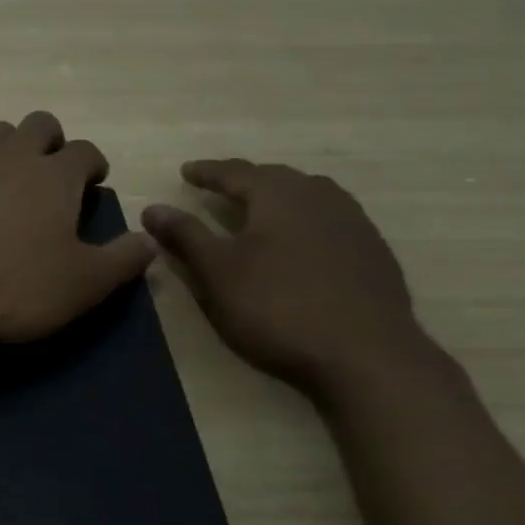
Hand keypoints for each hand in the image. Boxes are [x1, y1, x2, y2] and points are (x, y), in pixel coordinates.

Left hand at [0, 111, 156, 349]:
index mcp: (54, 176)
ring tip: (12, 183)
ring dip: (10, 149)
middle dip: (52, 141)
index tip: (94, 184)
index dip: (94, 164)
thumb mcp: (85, 284)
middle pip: (38, 124)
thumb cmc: (17, 289)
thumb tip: (149, 240)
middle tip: (54, 175)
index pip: (85, 150)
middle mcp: (12, 159)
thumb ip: (124, 259)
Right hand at [141, 159, 432, 395]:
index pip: (236, 172)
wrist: (365, 353)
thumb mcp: (217, 272)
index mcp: (279, 195)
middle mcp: (320, 196)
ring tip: (260, 207)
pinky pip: (330, 219)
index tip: (186, 171)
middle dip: (245, 180)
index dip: (208, 172)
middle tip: (221, 186)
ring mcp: (353, 222)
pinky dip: (304, 220)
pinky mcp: (372, 251)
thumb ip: (185, 235)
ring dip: (278, 197)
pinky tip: (300, 241)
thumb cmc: (277, 306)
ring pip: (309, 195)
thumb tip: (152, 208)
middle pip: (276, 177)